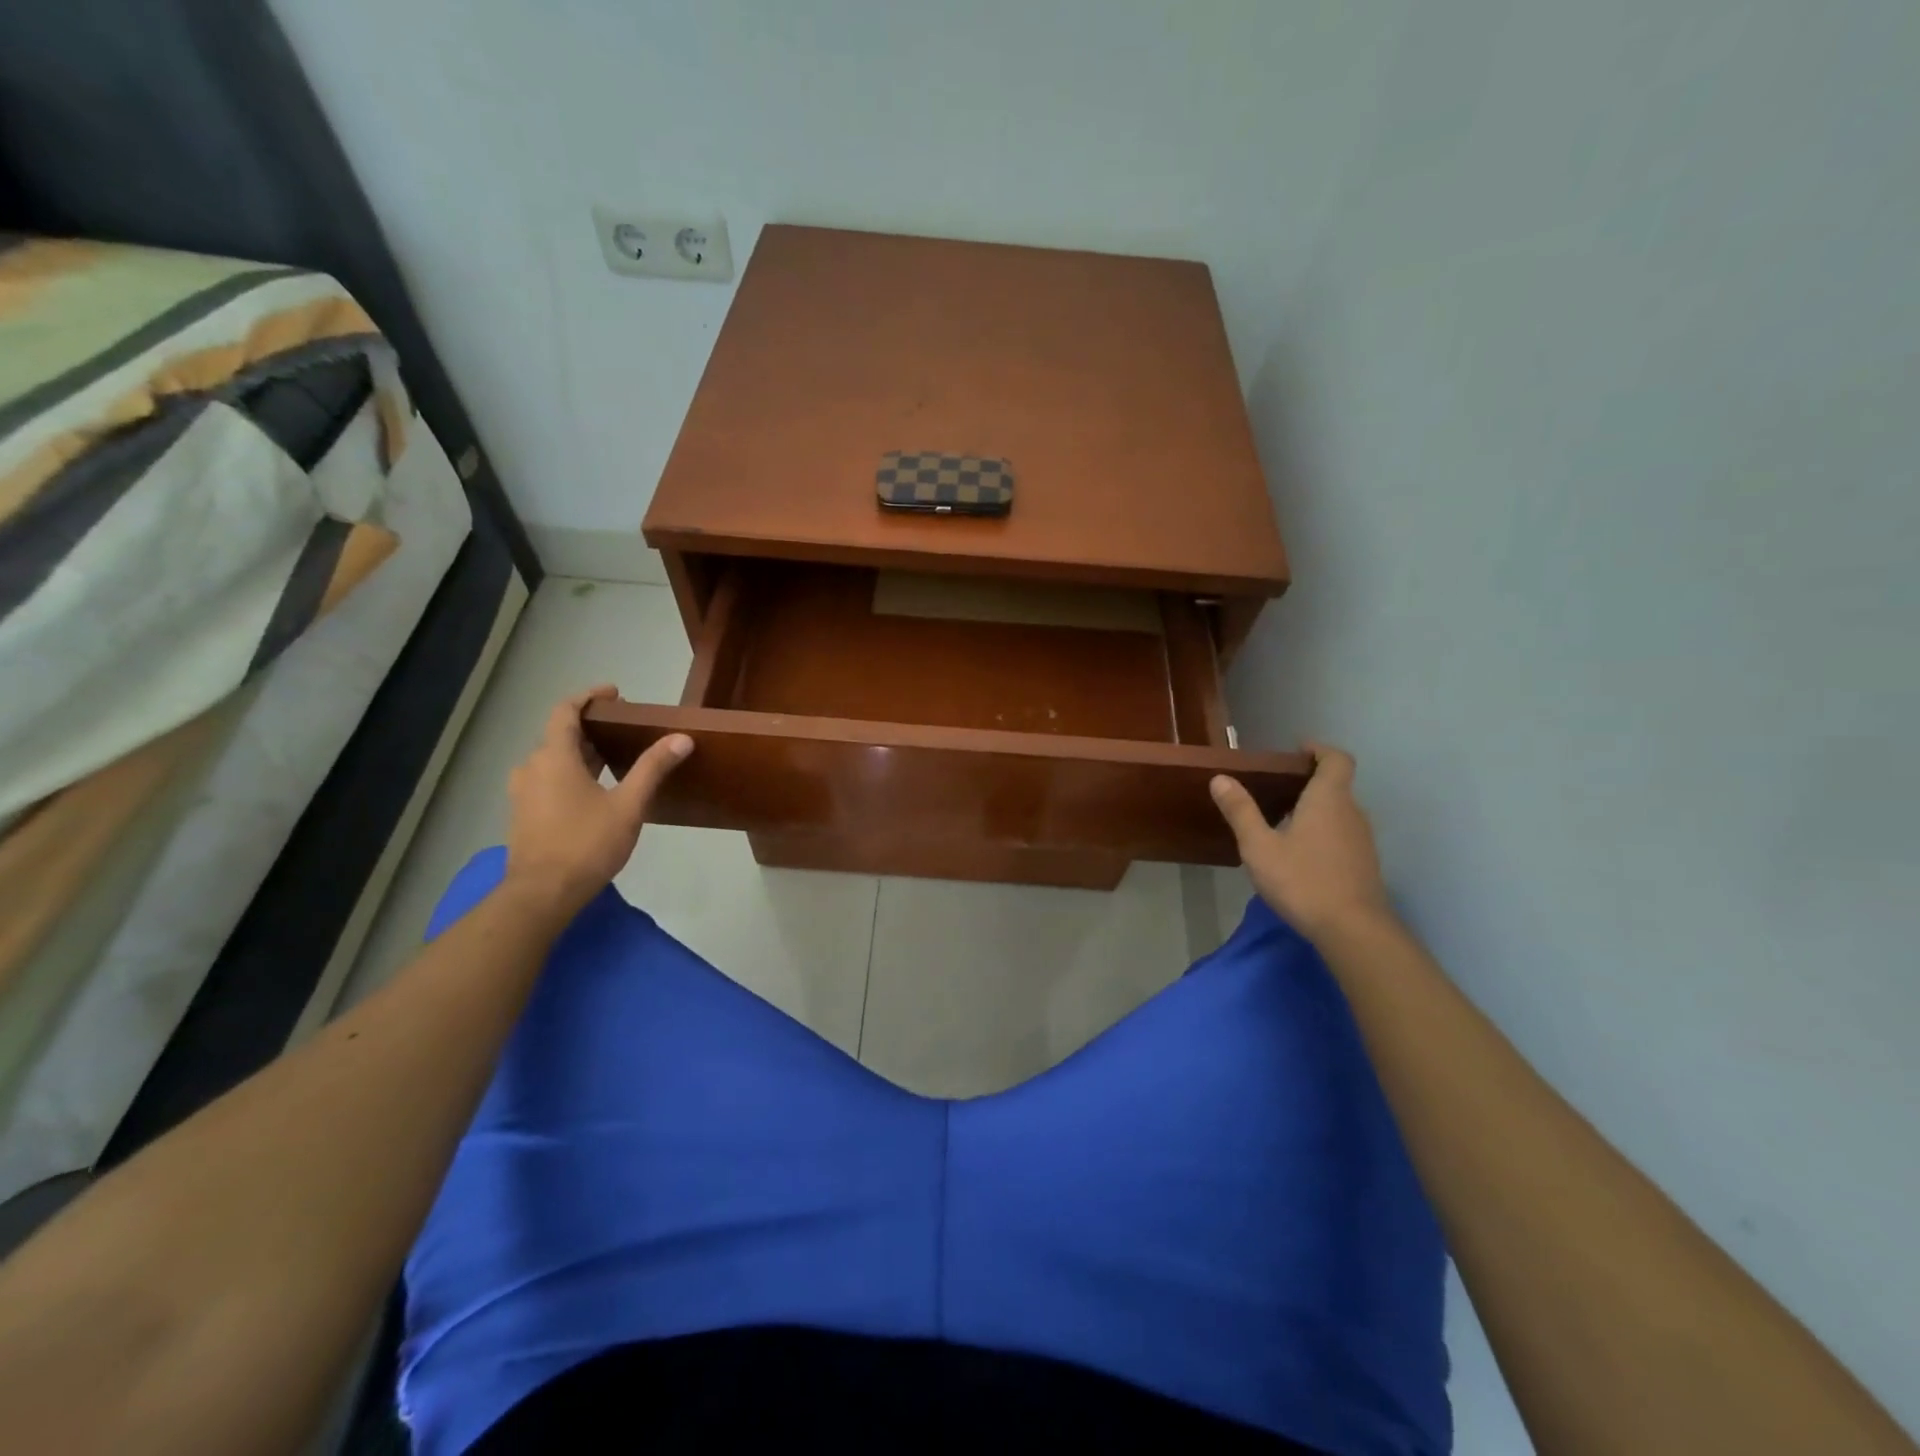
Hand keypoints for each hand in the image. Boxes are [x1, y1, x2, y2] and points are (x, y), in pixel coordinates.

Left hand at [504, 685, 691, 918]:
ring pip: (553, 759)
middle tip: (624, 728)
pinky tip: (595, 789)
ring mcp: (523, 792)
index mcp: (554, 758)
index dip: (588, 697)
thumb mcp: (629, 805)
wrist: (542, 894)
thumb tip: (682, 738)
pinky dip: (571, 772)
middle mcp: (532, 768)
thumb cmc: (586, 843)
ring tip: (614, 757)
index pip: (565, 711)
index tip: (614, 693)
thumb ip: (652, 768)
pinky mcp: (524, 814)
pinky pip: (547, 779)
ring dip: (581, 752)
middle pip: (560, 735)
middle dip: (591, 726)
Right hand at [1210, 742, 1393, 942]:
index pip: (1336, 759)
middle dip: (1309, 781)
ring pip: (1340, 811)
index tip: (1297, 751)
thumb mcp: (1259, 846)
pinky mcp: (1364, 864)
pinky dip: (1324, 831)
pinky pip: (1343, 834)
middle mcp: (1352, 812)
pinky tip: (1300, 853)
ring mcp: (1362, 840)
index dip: (1319, 750)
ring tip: (1283, 821)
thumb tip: (1221, 778)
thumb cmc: (1302, 880)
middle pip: (1337, 785)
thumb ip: (1241, 811)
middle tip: (1276, 788)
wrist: (1353, 930)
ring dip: (1316, 808)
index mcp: (1328, 799)